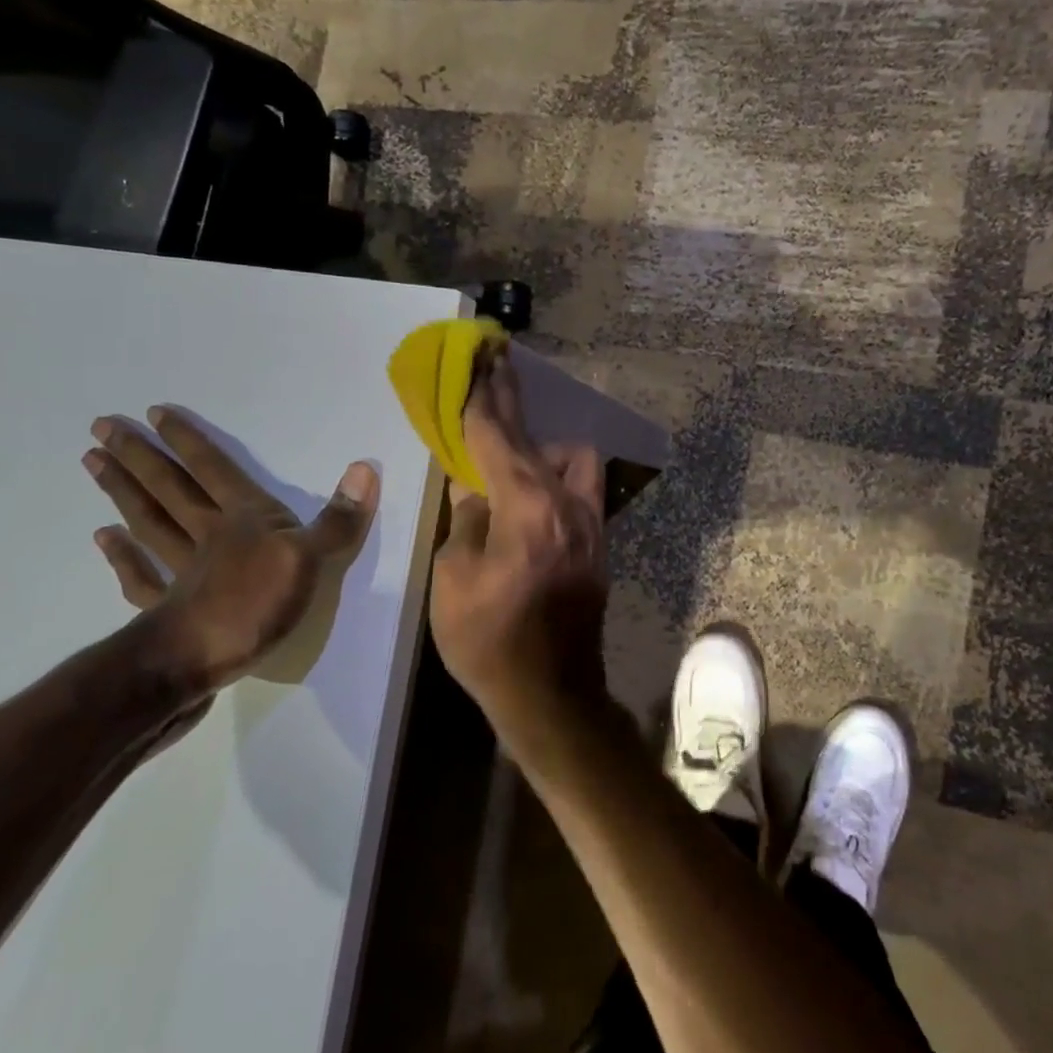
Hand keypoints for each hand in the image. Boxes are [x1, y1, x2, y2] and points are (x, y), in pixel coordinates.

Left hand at [83, 406, 378, 692]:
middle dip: (140, 457)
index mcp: (243, 519)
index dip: (188, 442)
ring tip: (93, 464)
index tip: (153, 414)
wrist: (200, 661)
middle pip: (171, 489)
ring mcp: (181, 571)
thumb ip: (337, 519)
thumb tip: (365, 468)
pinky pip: (141, 576)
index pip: (214, 470)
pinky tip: (101, 539)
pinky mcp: (167, 608)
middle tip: (101, 428)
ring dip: (123, 493)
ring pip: (150, 522)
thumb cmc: (257, 604)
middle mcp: (207, 536)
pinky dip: (121, 557)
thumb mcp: (311, 558)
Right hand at [428, 352, 607, 721]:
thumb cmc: (490, 642)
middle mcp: (568, 506)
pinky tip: (530, 495)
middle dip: (512, 404)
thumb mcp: (454, 579)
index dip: (484, 396)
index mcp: (528, 510)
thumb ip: (466, 520)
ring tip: (508, 464)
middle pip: (539, 438)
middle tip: (495, 370)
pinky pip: (579, 490)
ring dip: (541, 449)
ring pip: (574, 460)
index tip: (481, 357)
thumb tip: (476, 490)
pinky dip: (554, 478)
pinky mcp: (598, 544)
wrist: (551, 696)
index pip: (498, 437)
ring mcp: (591, 525)